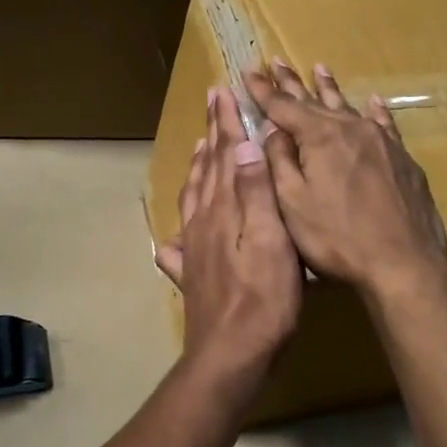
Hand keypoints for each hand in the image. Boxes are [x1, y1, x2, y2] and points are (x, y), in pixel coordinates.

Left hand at [156, 87, 302, 388]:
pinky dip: (180, 226)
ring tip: (200, 148)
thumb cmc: (263, 297)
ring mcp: (194, 249)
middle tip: (211, 106)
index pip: (226, 155)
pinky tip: (174, 235)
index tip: (222, 92)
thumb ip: (257, 193)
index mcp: (224, 209)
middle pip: (207, 170)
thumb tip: (245, 144)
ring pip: (193, 198)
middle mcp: (203, 222)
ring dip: (198, 168)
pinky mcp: (192, 275)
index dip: (225, 123)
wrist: (231, 353)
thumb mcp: (272, 240)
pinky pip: (181, 241)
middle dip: (211, 135)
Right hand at [244, 60, 446, 297]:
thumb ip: (279, 161)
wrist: (404, 264)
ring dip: (329, 88)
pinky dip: (374, 111)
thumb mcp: (292, 203)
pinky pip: (384, 125)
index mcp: (319, 137)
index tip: (248, 71)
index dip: (262, 90)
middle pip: (314, 100)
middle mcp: (350, 129)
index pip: (282, 106)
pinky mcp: (402, 159)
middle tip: (276, 61)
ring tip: (320, 68)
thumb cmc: (337, 238)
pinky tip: (372, 101)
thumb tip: (273, 130)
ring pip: (348, 107)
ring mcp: (381, 142)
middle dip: (291, 82)